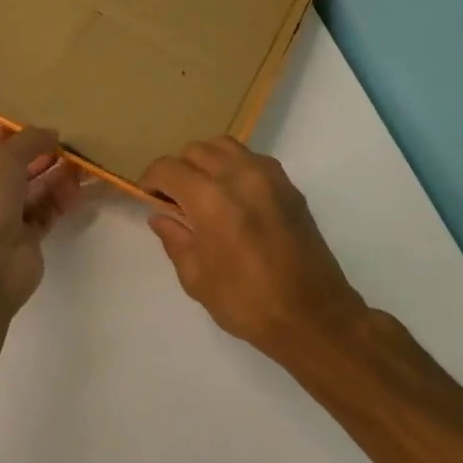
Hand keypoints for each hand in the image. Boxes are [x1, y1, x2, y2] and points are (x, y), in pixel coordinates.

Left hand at [0, 126, 82, 314]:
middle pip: (17, 167)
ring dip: (57, 176)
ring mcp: (4, 217)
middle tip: (72, 145)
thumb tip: (50, 134)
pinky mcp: (26, 238)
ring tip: (84, 164)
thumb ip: (29, 140)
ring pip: (35, 190)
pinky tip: (79, 188)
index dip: (19, 134)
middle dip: (43, 154)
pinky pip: (47, 212)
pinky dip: (62, 200)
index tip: (48, 126)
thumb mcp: (3, 157)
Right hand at [141, 137, 366, 356]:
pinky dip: (234, 166)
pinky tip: (233, 196)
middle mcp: (239, 176)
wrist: (314, 316)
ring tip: (203, 191)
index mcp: (211, 199)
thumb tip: (161, 216)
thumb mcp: (197, 278)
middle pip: (196, 150)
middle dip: (179, 169)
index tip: (148, 196)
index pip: (168, 168)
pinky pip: (252, 159)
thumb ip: (175, 239)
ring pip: (225, 146)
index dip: (151, 179)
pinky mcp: (289, 185)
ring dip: (207, 161)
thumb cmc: (248, 303)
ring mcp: (269, 176)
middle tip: (175, 199)